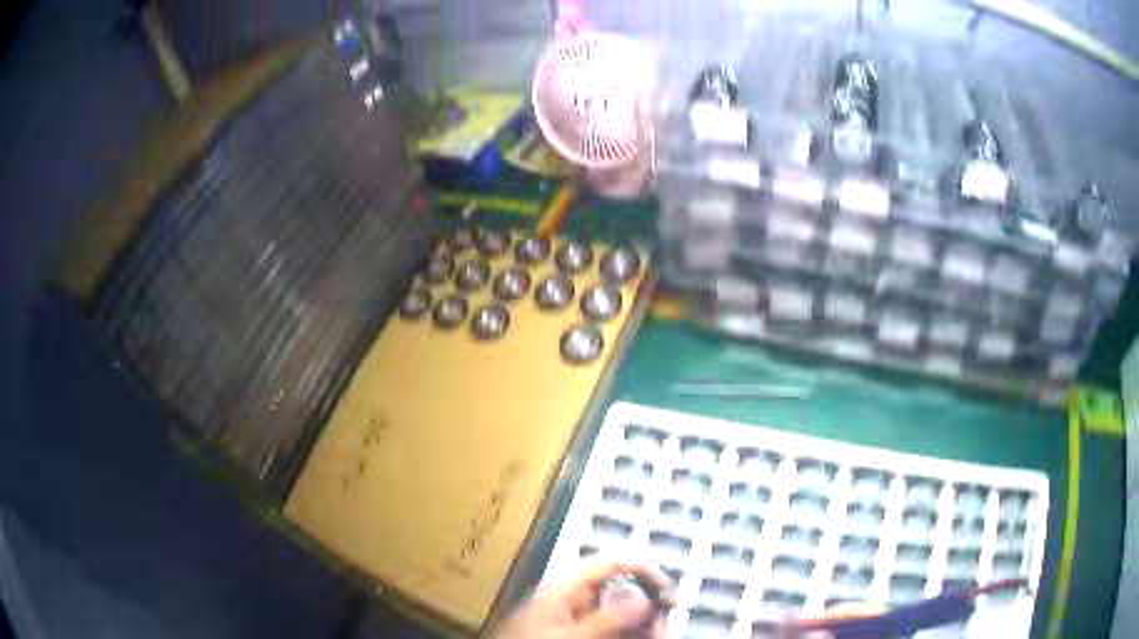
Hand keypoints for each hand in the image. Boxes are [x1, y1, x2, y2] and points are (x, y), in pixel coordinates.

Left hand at [490, 556, 673, 638]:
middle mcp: (575, 597)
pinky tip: (644, 636)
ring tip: (658, 633)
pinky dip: (630, 632)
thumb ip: (607, 617)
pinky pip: (612, 628)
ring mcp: (577, 617)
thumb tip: (646, 598)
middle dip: (649, 606)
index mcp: (567, 586)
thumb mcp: (568, 634)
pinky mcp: (577, 631)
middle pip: (623, 590)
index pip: (612, 562)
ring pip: (621, 613)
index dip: (645, 569)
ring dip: (643, 623)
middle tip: (666, 624)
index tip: (668, 591)